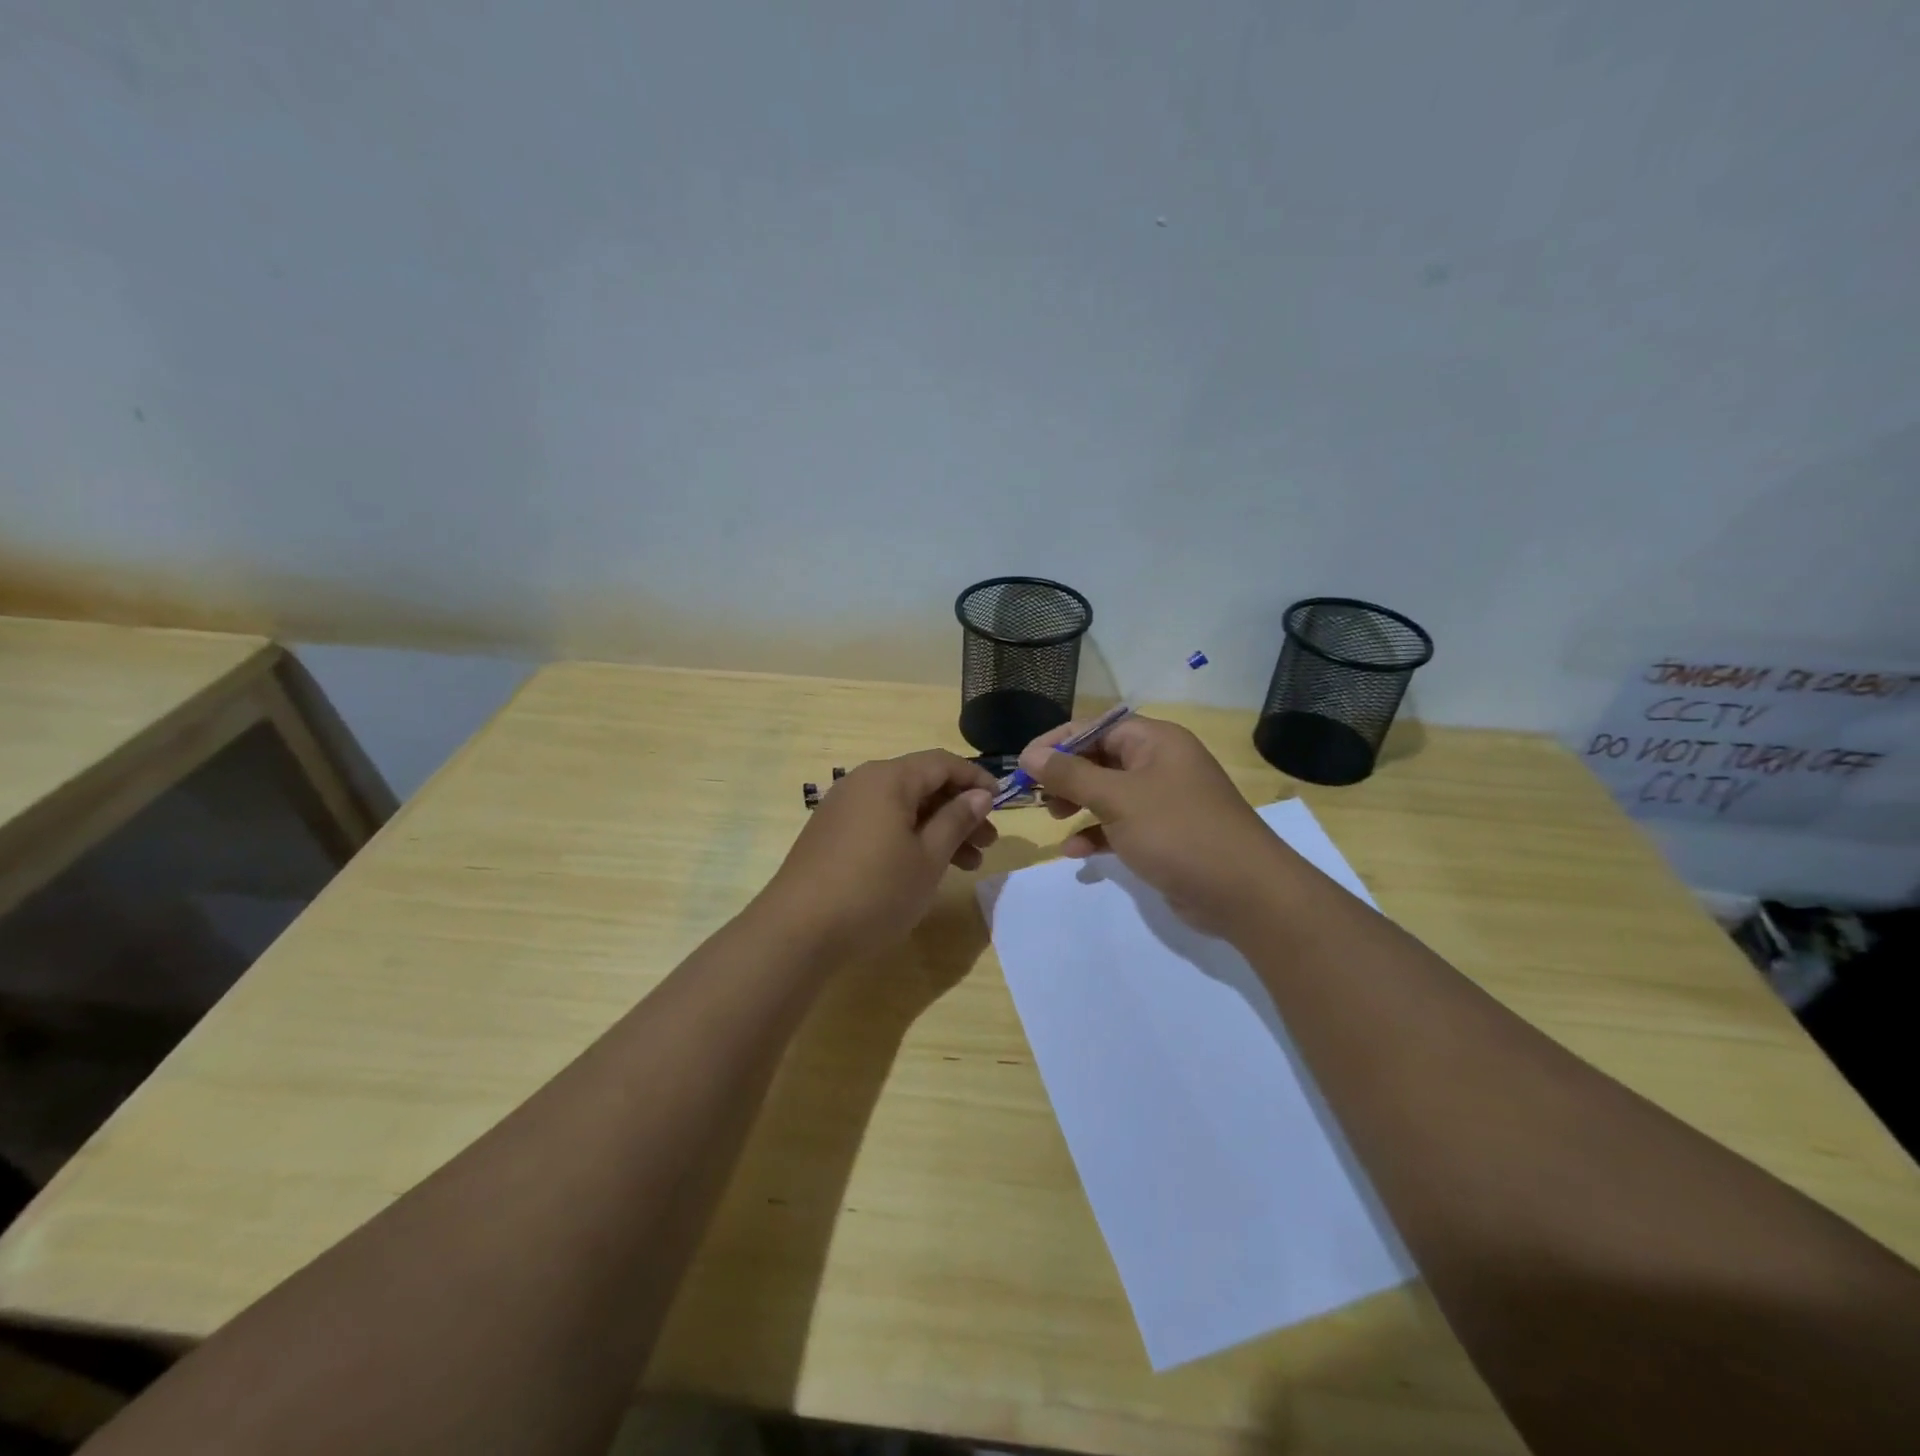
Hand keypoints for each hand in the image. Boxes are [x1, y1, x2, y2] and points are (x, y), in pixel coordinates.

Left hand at [760, 749, 999, 959]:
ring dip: (938, 829)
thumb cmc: (875, 890)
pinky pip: (881, 822)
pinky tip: (925, 868)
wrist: (798, 931)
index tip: (1001, 802)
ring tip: (967, 864)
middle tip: (987, 843)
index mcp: (888, 778)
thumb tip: (979, 794)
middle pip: (922, 784)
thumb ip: (956, 820)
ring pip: (902, 807)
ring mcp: (843, 808)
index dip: (976, 779)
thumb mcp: (928, 857)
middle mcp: (863, 783)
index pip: (942, 763)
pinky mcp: (831, 834)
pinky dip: (909, 838)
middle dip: (959, 810)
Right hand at [1018, 716, 1291, 935]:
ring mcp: (1164, 801)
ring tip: (1055, 820)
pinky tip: (1076, 852)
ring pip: (1108, 793)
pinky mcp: (1164, 835)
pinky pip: (1121, 825)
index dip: (1057, 742)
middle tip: (1039, 797)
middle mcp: (1160, 763)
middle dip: (1066, 776)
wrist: (1243, 892)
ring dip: (1079, 805)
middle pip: (1100, 758)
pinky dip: (1098, 834)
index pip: (1095, 726)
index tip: (1024, 764)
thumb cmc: (1177, 831)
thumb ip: (1070, 774)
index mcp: (1155, 741)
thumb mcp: (1117, 798)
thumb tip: (1030, 753)